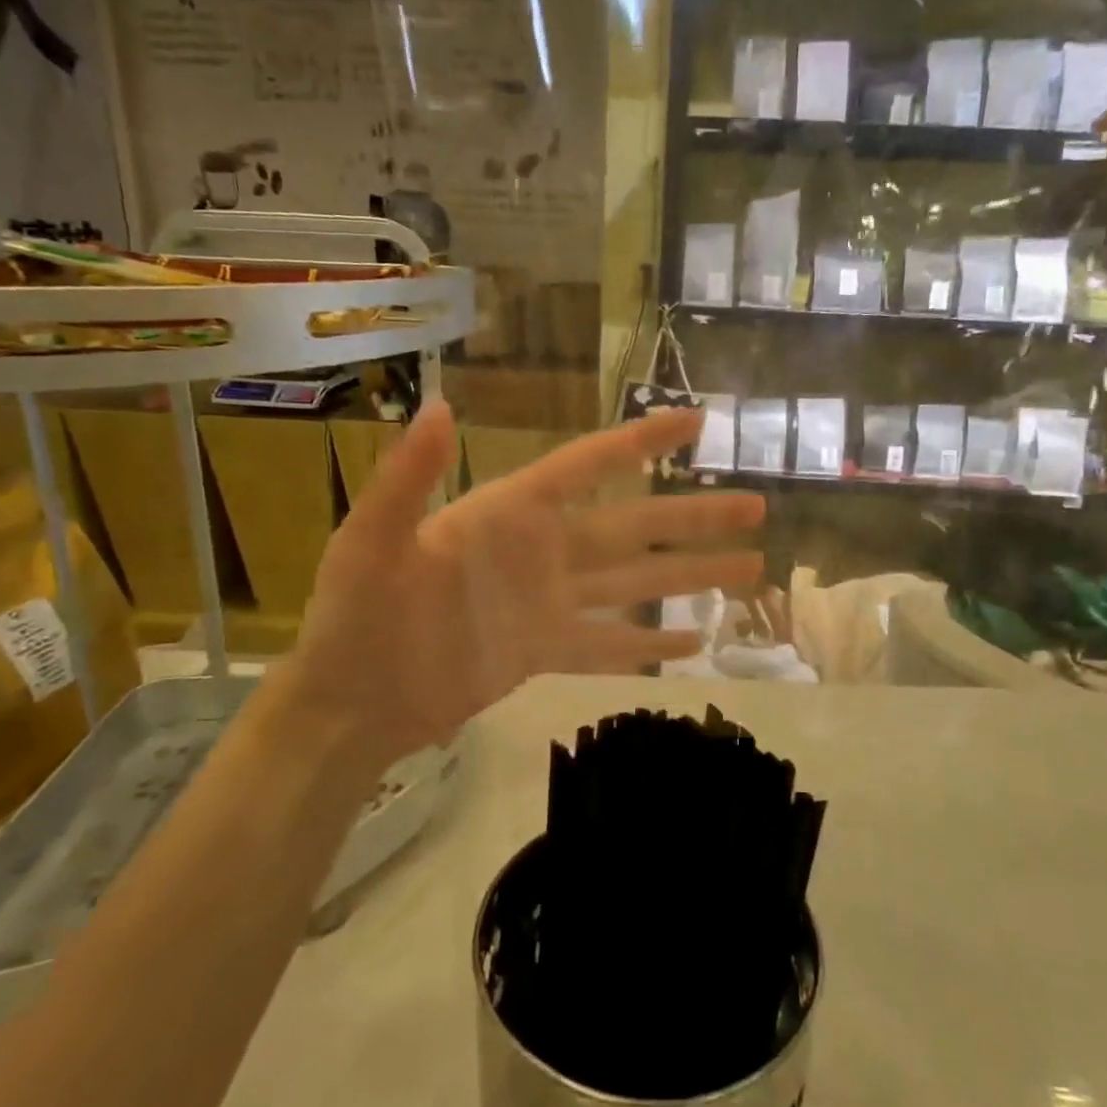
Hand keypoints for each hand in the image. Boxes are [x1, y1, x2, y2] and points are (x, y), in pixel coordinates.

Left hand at [279, 404, 763, 774]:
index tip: (696, 421)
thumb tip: (443, 405)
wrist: (351, 702)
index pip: (588, 466)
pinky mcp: (545, 651)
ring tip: (749, 571)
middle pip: (633, 526)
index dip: (641, 442)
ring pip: (634, 584)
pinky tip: (693, 640)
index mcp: (509, 514)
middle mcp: (541, 551)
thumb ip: (408, 477)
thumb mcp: (371, 541)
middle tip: (756, 507)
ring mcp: (548, 603)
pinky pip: (609, 644)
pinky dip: (648, 642)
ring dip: (690, 578)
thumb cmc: (356, 615)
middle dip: (694, 517)